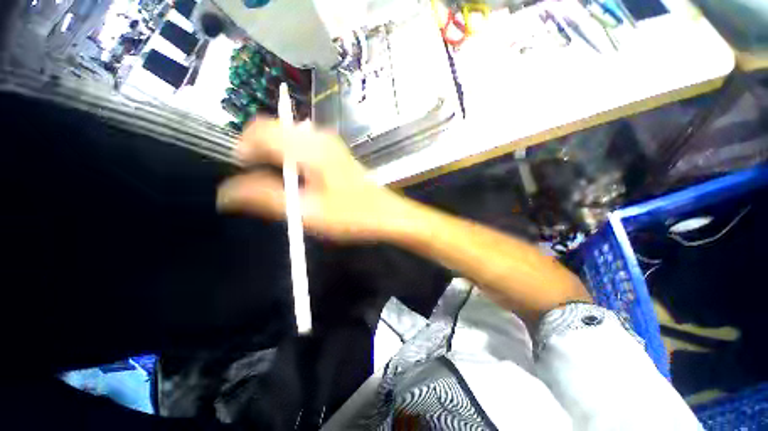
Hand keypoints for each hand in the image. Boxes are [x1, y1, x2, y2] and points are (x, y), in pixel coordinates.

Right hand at [217, 118, 408, 241]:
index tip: (244, 172)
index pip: (260, 130)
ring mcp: (330, 143)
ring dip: (275, 152)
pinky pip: (304, 143)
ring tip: (280, 180)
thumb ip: (265, 199)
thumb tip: (225, 193)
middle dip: (259, 149)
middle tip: (261, 179)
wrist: (385, 214)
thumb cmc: (351, 215)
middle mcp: (319, 137)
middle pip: (273, 128)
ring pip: (289, 135)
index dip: (243, 148)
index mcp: (309, 147)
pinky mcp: (336, 152)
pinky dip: (291, 154)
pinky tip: (300, 175)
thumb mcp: (307, 212)